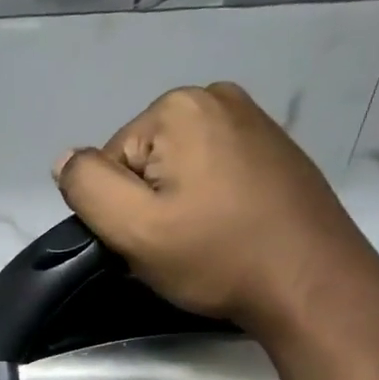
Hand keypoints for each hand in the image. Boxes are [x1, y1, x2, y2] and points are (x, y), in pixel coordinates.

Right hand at [54, 83, 378, 340]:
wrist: (313, 283)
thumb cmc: (217, 256)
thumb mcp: (133, 228)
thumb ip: (86, 187)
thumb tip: (65, 160)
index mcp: (177, 107)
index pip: (109, 163)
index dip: (119, 209)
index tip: (149, 240)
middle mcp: (216, 96)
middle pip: (142, 161)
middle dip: (148, 204)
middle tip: (175, 245)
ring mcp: (252, 118)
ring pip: (177, 168)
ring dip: (177, 205)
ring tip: (203, 240)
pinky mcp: (274, 147)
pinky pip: (213, 170)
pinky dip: (209, 200)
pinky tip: (228, 228)